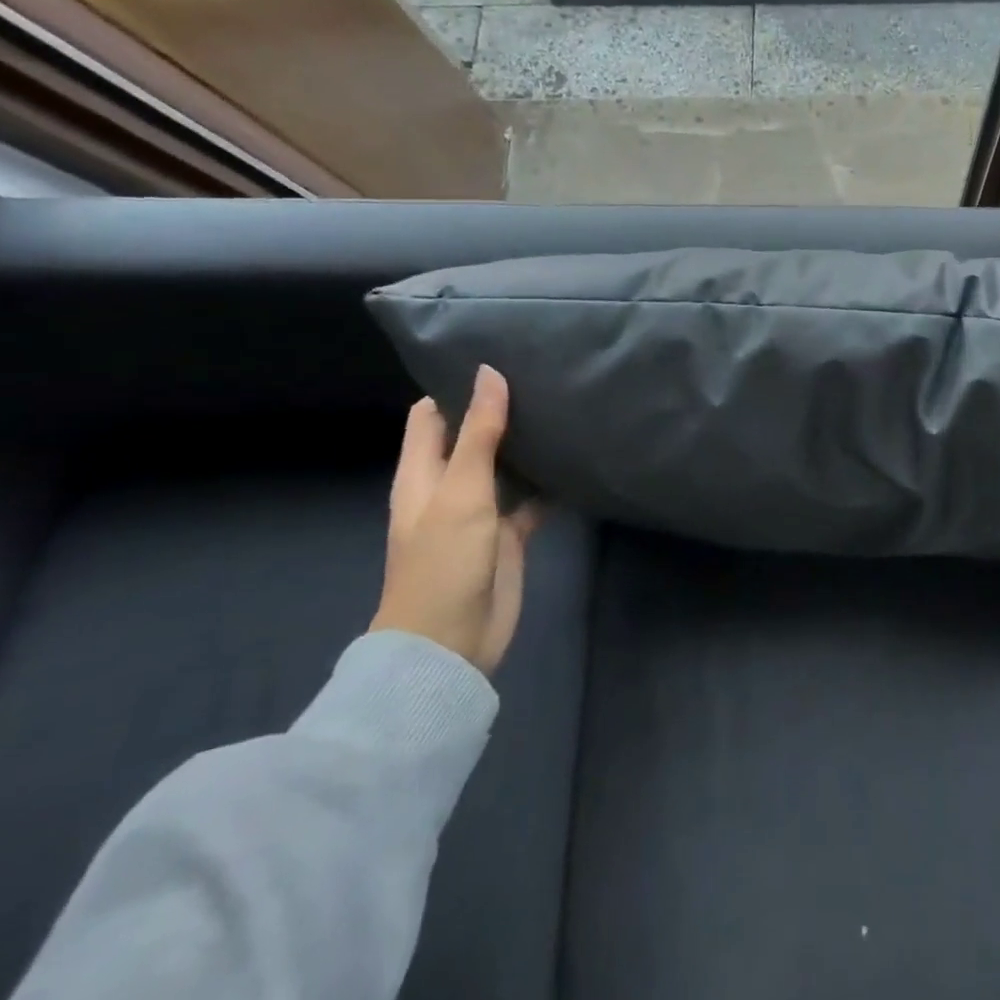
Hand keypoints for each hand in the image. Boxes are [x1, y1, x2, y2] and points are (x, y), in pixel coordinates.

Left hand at [371, 365, 539, 675]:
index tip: (497, 356)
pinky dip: (550, 483)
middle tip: (543, 375)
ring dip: (527, 444)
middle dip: (500, 409)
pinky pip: (531, 499)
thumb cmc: (443, 561)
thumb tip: (489, 372)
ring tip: (564, 406)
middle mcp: (449, 487)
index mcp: (422, 473)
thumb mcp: (461, 491)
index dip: (455, 385)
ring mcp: (480, 512)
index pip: (432, 415)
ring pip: (505, 465)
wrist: (450, 643)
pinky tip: (577, 461)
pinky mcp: (507, 535)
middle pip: (472, 436)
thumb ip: (480, 433)